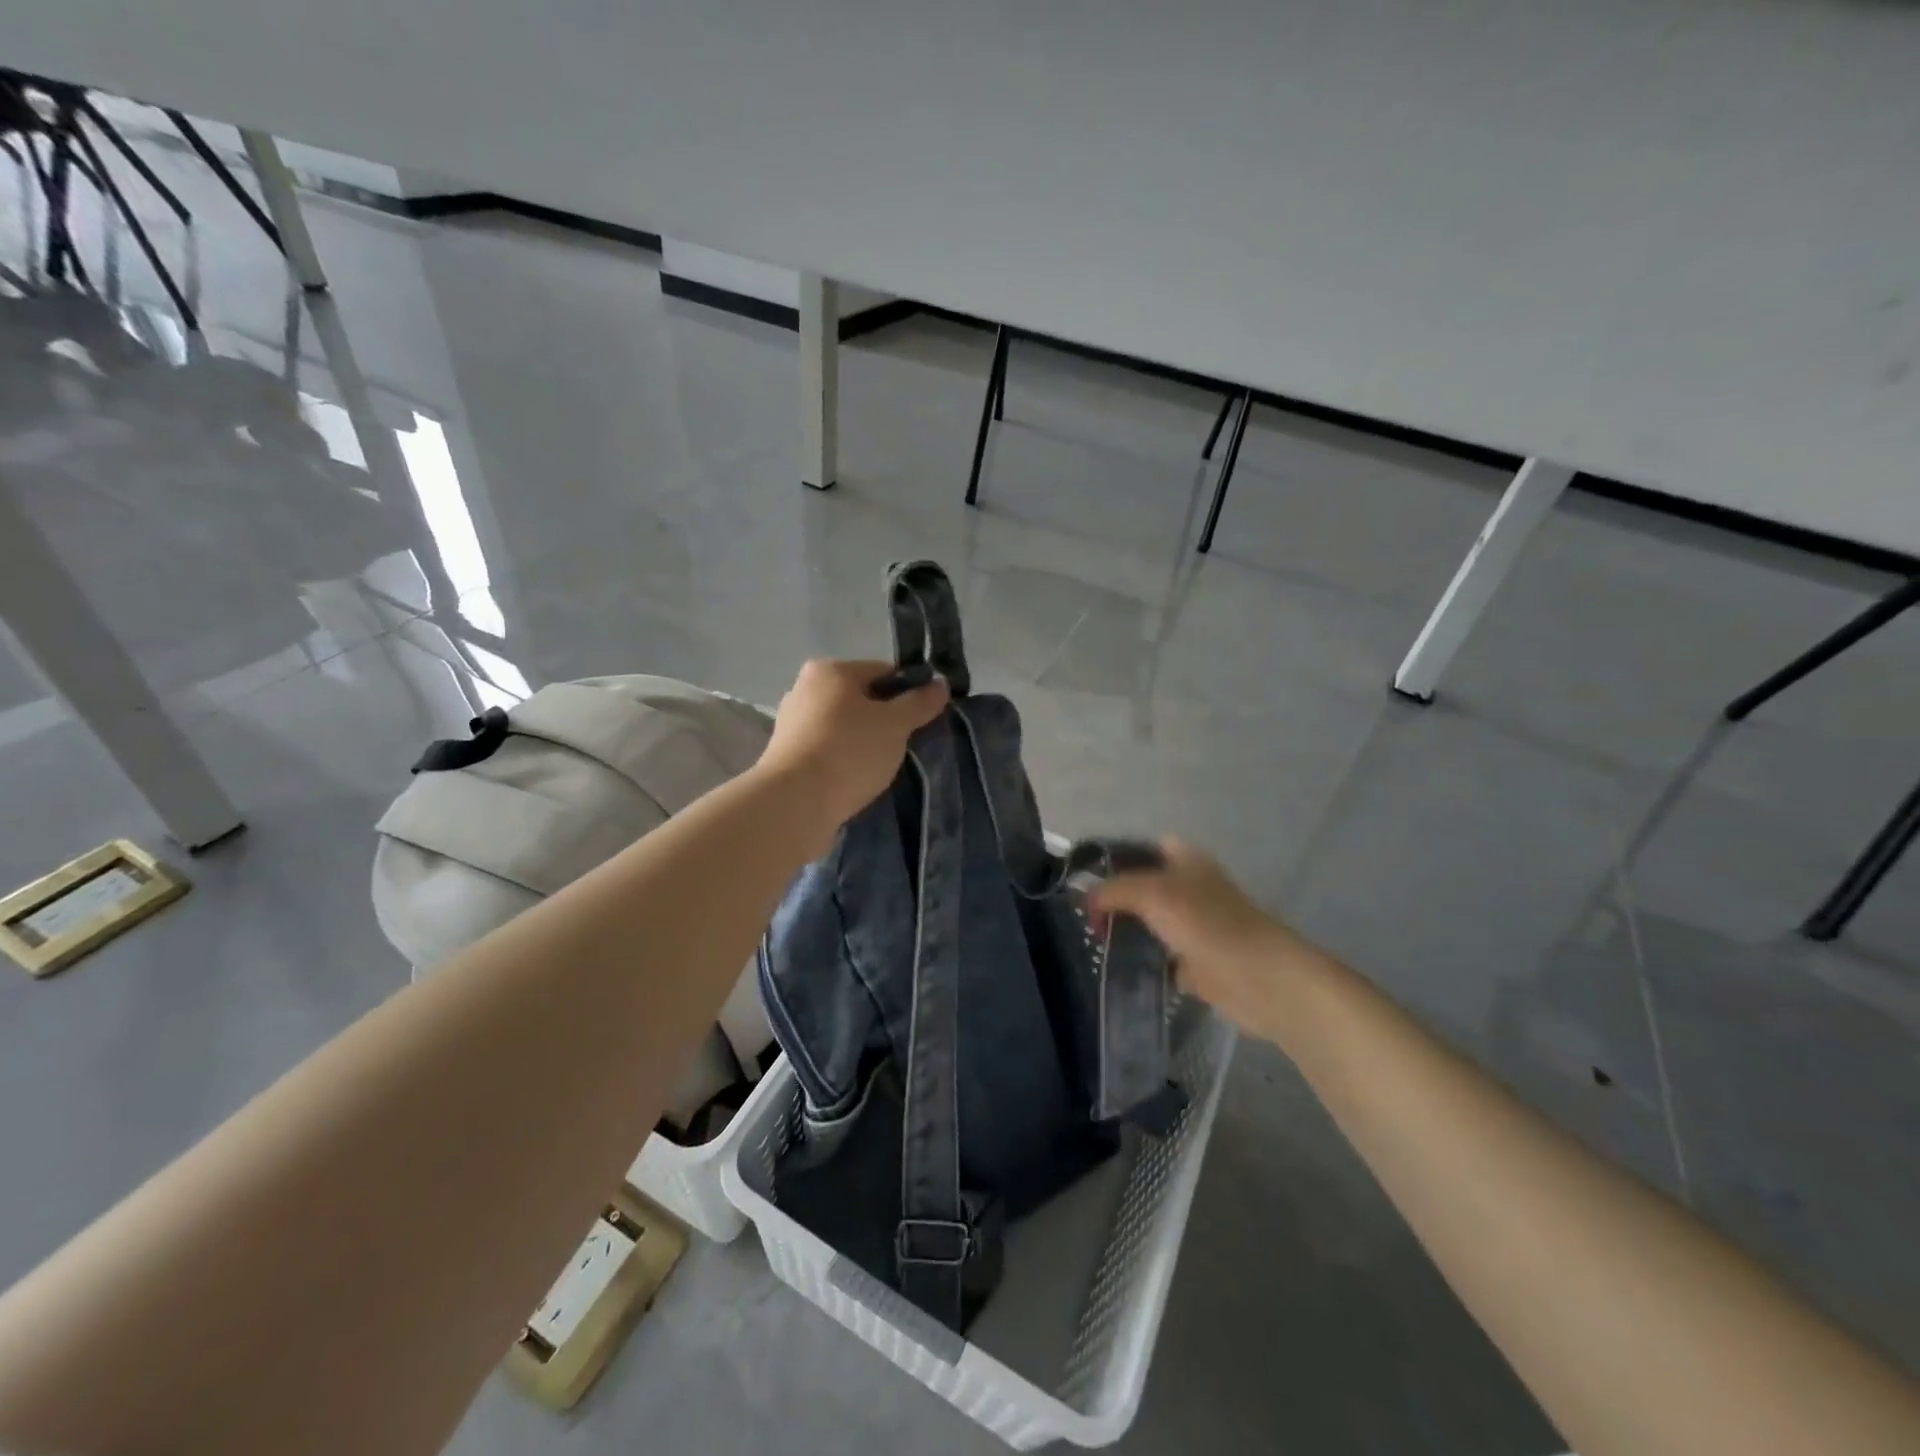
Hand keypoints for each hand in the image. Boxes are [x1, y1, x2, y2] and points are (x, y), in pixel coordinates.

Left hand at [758, 659, 949, 836]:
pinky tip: (856, 779)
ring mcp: (791, 723)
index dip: (909, 692)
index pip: (882, 671)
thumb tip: (940, 684)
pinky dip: (843, 760)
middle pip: (860, 699)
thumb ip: (919, 702)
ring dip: (863, 742)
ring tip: (882, 766)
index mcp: (830, 670)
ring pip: (843, 726)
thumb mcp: (896, 724)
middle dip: (884, 719)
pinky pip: (827, 750)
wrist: (796, 802)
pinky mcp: (785, 756)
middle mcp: (804, 688)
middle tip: (905, 744)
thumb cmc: (850, 751)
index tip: (924, 718)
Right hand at [1090, 838, 1316, 1038]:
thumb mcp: (1151, 893)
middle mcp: (1190, 888)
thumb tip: (1087, 900)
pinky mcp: (1196, 963)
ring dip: (1126, 934)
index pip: (1143, 848)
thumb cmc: (1206, 924)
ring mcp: (1194, 927)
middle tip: (1088, 919)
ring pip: (1149, 924)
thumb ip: (1113, 890)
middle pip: (1142, 888)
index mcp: (1185, 860)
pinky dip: (1142, 964)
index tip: (1086, 880)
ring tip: (1096, 944)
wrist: (1258, 979)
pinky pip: (1159, 959)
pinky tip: (1118, 969)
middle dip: (1115, 901)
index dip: (1115, 859)